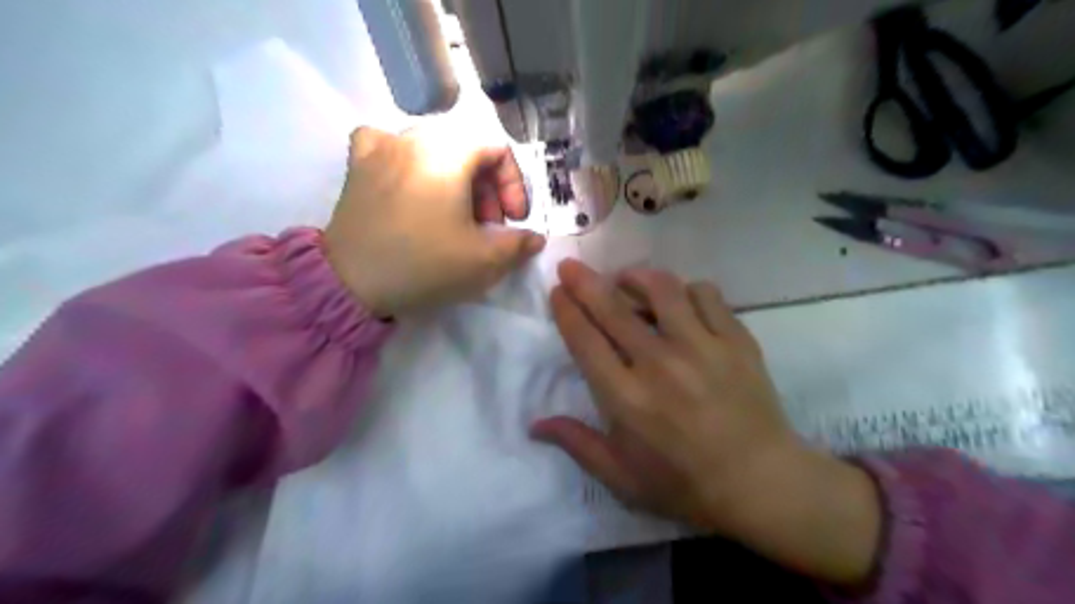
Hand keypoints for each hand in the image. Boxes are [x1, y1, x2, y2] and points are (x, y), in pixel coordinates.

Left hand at [322, 124, 547, 318]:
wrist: (352, 283)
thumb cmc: (425, 264)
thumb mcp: (485, 259)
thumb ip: (519, 243)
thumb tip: (535, 238)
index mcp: (449, 151)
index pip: (499, 151)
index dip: (515, 186)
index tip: (514, 221)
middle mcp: (413, 136)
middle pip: (468, 152)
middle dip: (488, 190)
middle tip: (487, 227)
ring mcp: (380, 148)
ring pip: (433, 151)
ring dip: (455, 180)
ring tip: (452, 215)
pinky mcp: (357, 166)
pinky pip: (387, 147)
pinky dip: (405, 161)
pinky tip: (407, 182)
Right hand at [528, 263, 882, 585]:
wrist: (762, 483)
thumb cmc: (685, 484)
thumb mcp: (622, 477)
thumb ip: (577, 444)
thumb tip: (535, 424)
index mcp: (627, 398)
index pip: (586, 341)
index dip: (567, 310)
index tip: (557, 290)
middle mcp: (660, 364)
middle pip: (614, 308)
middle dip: (585, 281)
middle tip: (570, 265)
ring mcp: (702, 347)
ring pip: (663, 289)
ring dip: (636, 277)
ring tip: (626, 278)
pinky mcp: (736, 340)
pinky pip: (706, 295)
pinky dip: (686, 289)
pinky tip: (679, 299)